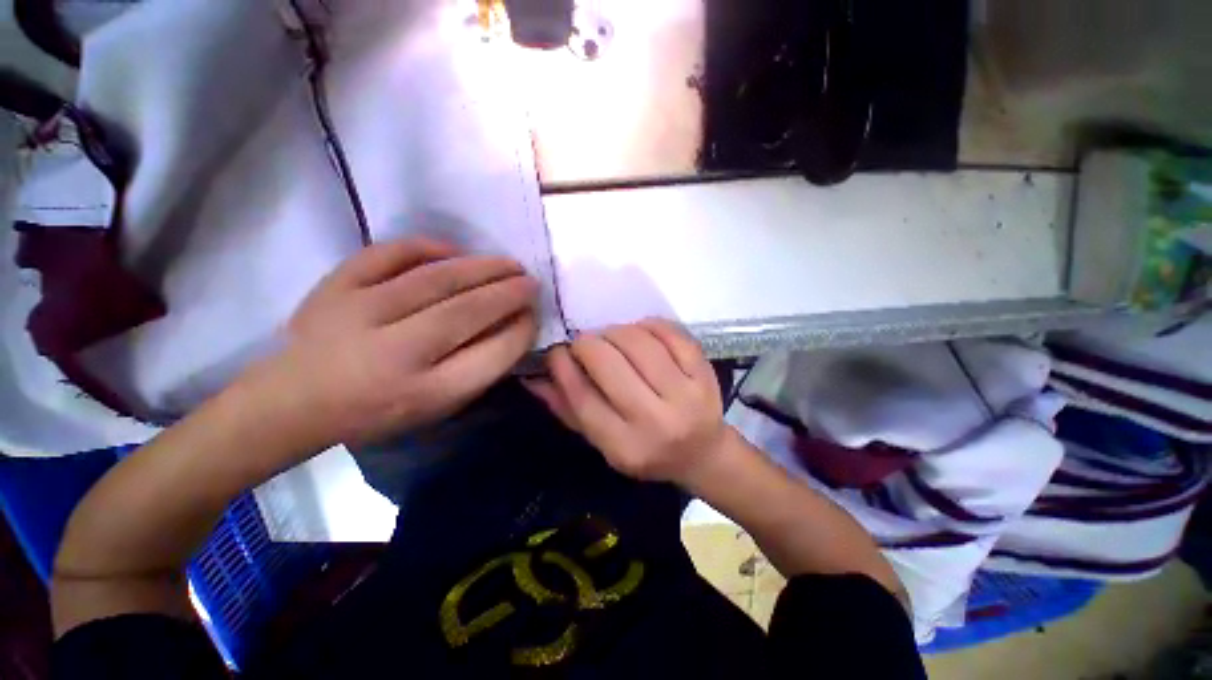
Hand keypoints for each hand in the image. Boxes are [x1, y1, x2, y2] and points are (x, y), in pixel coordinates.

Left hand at [240, 238, 538, 448]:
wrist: (293, 401)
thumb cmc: (377, 412)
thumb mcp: (437, 407)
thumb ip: (478, 369)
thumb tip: (513, 324)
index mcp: (425, 393)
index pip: (492, 354)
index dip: (521, 330)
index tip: (533, 315)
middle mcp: (396, 353)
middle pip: (468, 311)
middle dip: (510, 292)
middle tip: (531, 282)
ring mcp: (360, 313)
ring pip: (437, 278)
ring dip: (483, 267)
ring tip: (509, 264)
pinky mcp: (334, 286)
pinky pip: (389, 254)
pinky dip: (427, 247)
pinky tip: (454, 251)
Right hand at [525, 318, 729, 485]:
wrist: (703, 453)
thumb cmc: (646, 450)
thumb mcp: (603, 442)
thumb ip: (568, 409)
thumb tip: (534, 376)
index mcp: (625, 447)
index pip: (582, 396)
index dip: (562, 365)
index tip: (557, 351)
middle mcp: (656, 422)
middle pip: (608, 363)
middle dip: (587, 343)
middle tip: (585, 344)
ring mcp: (686, 395)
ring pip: (638, 342)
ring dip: (615, 332)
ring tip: (612, 338)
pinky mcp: (704, 374)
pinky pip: (670, 333)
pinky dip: (648, 325)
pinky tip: (640, 332)